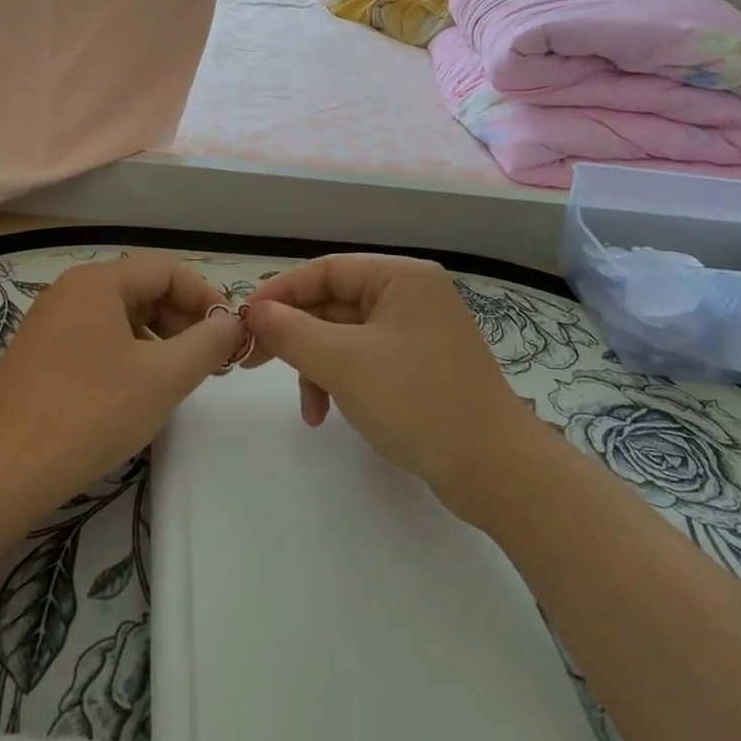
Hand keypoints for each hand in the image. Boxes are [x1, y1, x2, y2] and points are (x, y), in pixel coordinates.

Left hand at [0, 255, 245, 506]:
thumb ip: (206, 342)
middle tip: (210, 361)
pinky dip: (127, 355)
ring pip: (119, 317)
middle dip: (182, 320)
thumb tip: (232, 321)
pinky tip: (137, 392)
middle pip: (142, 289)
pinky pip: (96, 339)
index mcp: (97, 282)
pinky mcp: (38, 356)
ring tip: (178, 379)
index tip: (230, 332)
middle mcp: (70, 291)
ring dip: (157, 340)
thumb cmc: (89, 414)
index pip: (166, 269)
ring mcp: (49, 323)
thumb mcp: (162, 378)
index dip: (205, 296)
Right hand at [245, 254, 533, 517]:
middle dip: (296, 335)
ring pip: (346, 335)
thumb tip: (254, 313)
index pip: (325, 269)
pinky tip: (328, 413)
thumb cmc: (417, 401)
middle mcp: (411, 295)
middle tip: (254, 359)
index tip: (244, 320)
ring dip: (317, 365)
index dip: (280, 292)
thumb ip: (291, 332)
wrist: (496, 471)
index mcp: (400, 277)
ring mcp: (418, 332)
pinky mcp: (420, 366)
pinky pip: (365, 359)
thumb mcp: (343, 362)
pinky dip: (341, 380)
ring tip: (307, 407)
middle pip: (334, 302)